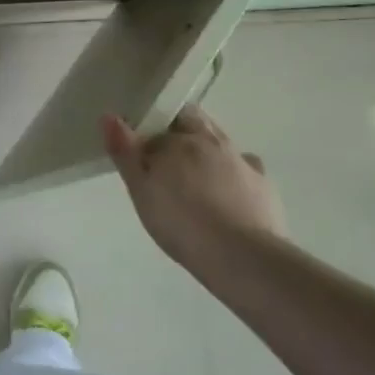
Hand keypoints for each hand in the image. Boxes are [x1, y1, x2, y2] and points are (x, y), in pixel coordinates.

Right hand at [101, 106, 282, 265]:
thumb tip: (109, 116)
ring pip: (221, 142)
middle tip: (166, 157)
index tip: (142, 145)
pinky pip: (245, 169)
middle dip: (181, 130)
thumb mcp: (141, 190)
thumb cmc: (181, 222)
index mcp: (182, 138)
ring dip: (208, 150)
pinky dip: (235, 174)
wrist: (243, 259)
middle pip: (196, 121)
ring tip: (196, 178)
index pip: (164, 117)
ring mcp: (243, 162)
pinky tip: (229, 193)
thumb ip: (125, 151)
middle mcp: (214, 141)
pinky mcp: (265, 186)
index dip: (152, 127)